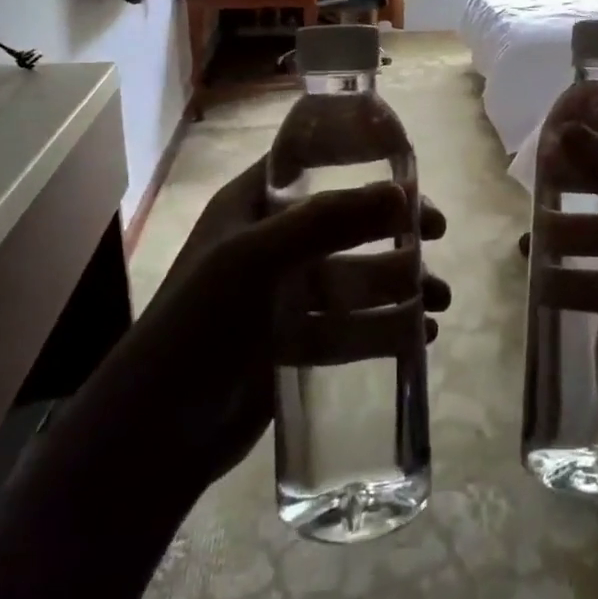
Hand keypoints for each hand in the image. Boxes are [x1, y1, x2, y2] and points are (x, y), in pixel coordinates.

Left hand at [140, 158, 449, 486]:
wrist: (155, 433)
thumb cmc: (199, 324)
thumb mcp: (255, 259)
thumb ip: (327, 222)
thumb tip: (403, 194)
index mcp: (251, 207)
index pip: (312, 167)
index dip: (361, 164)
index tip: (409, 176)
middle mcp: (270, 245)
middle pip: (345, 223)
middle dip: (394, 228)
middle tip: (437, 233)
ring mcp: (283, 296)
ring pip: (354, 278)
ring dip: (400, 283)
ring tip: (442, 299)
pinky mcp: (294, 343)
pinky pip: (349, 326)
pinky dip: (385, 327)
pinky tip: (422, 335)